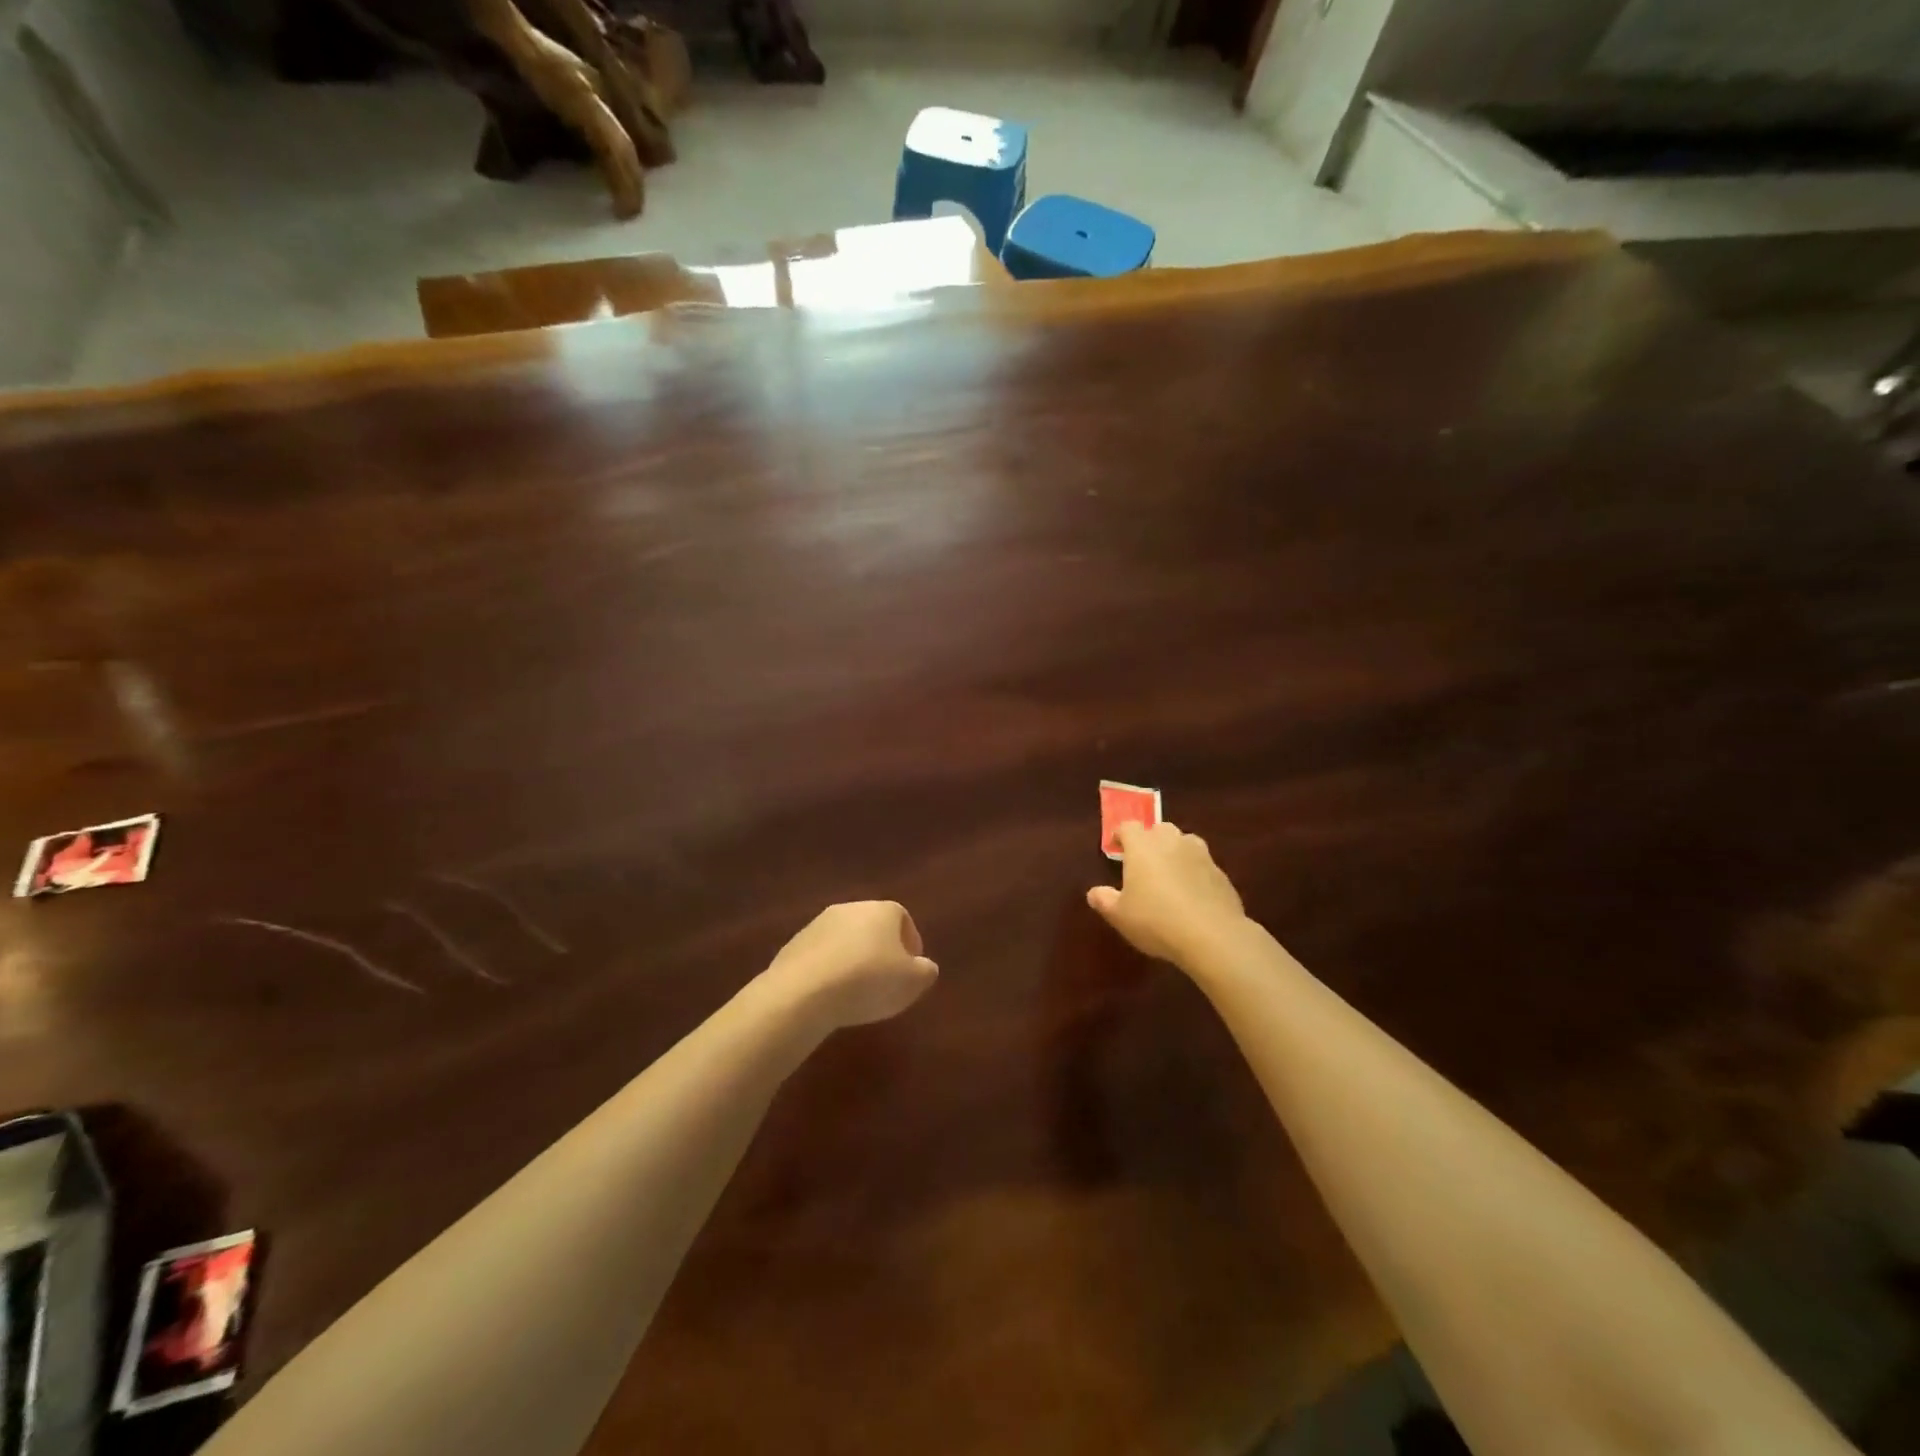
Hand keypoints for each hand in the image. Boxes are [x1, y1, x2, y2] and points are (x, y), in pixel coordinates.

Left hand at [761, 901, 938, 1030]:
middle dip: (881, 951)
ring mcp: (818, 924)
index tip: (911, 970)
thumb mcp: (912, 982)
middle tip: (885, 981)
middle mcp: (850, 908)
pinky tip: (830, 995)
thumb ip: (925, 971)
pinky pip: (821, 956)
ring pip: (845, 940)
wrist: (803, 992)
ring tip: (856, 992)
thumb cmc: (868, 981)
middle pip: (872, 927)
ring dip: (853, 960)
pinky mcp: (794, 944)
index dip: (910, 944)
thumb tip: (924, 966)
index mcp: (883, 910)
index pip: (903, 919)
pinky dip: (829, 971)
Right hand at [1087, 821, 1247, 966]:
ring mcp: (1200, 855)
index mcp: (1142, 846)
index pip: (1128, 827)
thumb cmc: (1155, 920)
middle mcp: (1171, 841)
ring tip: (1169, 875)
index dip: (1120, 835)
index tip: (1115, 848)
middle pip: (1159, 829)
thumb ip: (1104, 900)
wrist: (1212, 936)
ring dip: (1175, 852)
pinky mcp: (1221, 873)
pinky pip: (1202, 865)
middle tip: (1143, 862)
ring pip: (1185, 842)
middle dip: (1150, 840)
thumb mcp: (1120, 916)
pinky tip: (1192, 895)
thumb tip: (1094, 893)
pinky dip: (1194, 872)